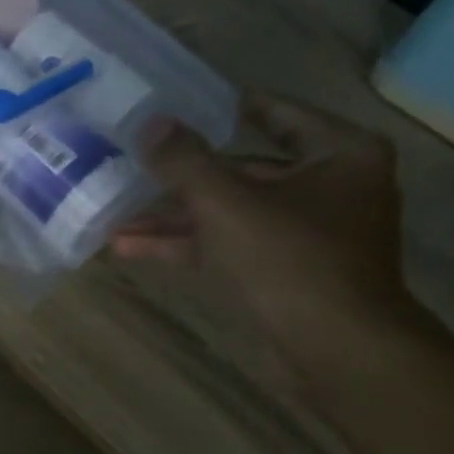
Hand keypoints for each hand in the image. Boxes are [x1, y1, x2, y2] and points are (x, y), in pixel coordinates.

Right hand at [110, 94, 425, 367]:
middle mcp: (329, 185)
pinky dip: (187, 245)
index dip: (222, 107)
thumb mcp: (225, 203)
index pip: (274, 112)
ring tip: (115, 217)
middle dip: (182, 177)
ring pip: (230, 212)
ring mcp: (306, 231)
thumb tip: (150, 122)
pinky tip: (131, 248)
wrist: (337, 349)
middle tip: (135, 164)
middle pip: (243, 168)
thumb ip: (184, 161)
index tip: (178, 103)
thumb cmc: (290, 259)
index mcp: (337, 153)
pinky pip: (230, 244)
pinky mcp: (285, 270)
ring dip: (174, 218)